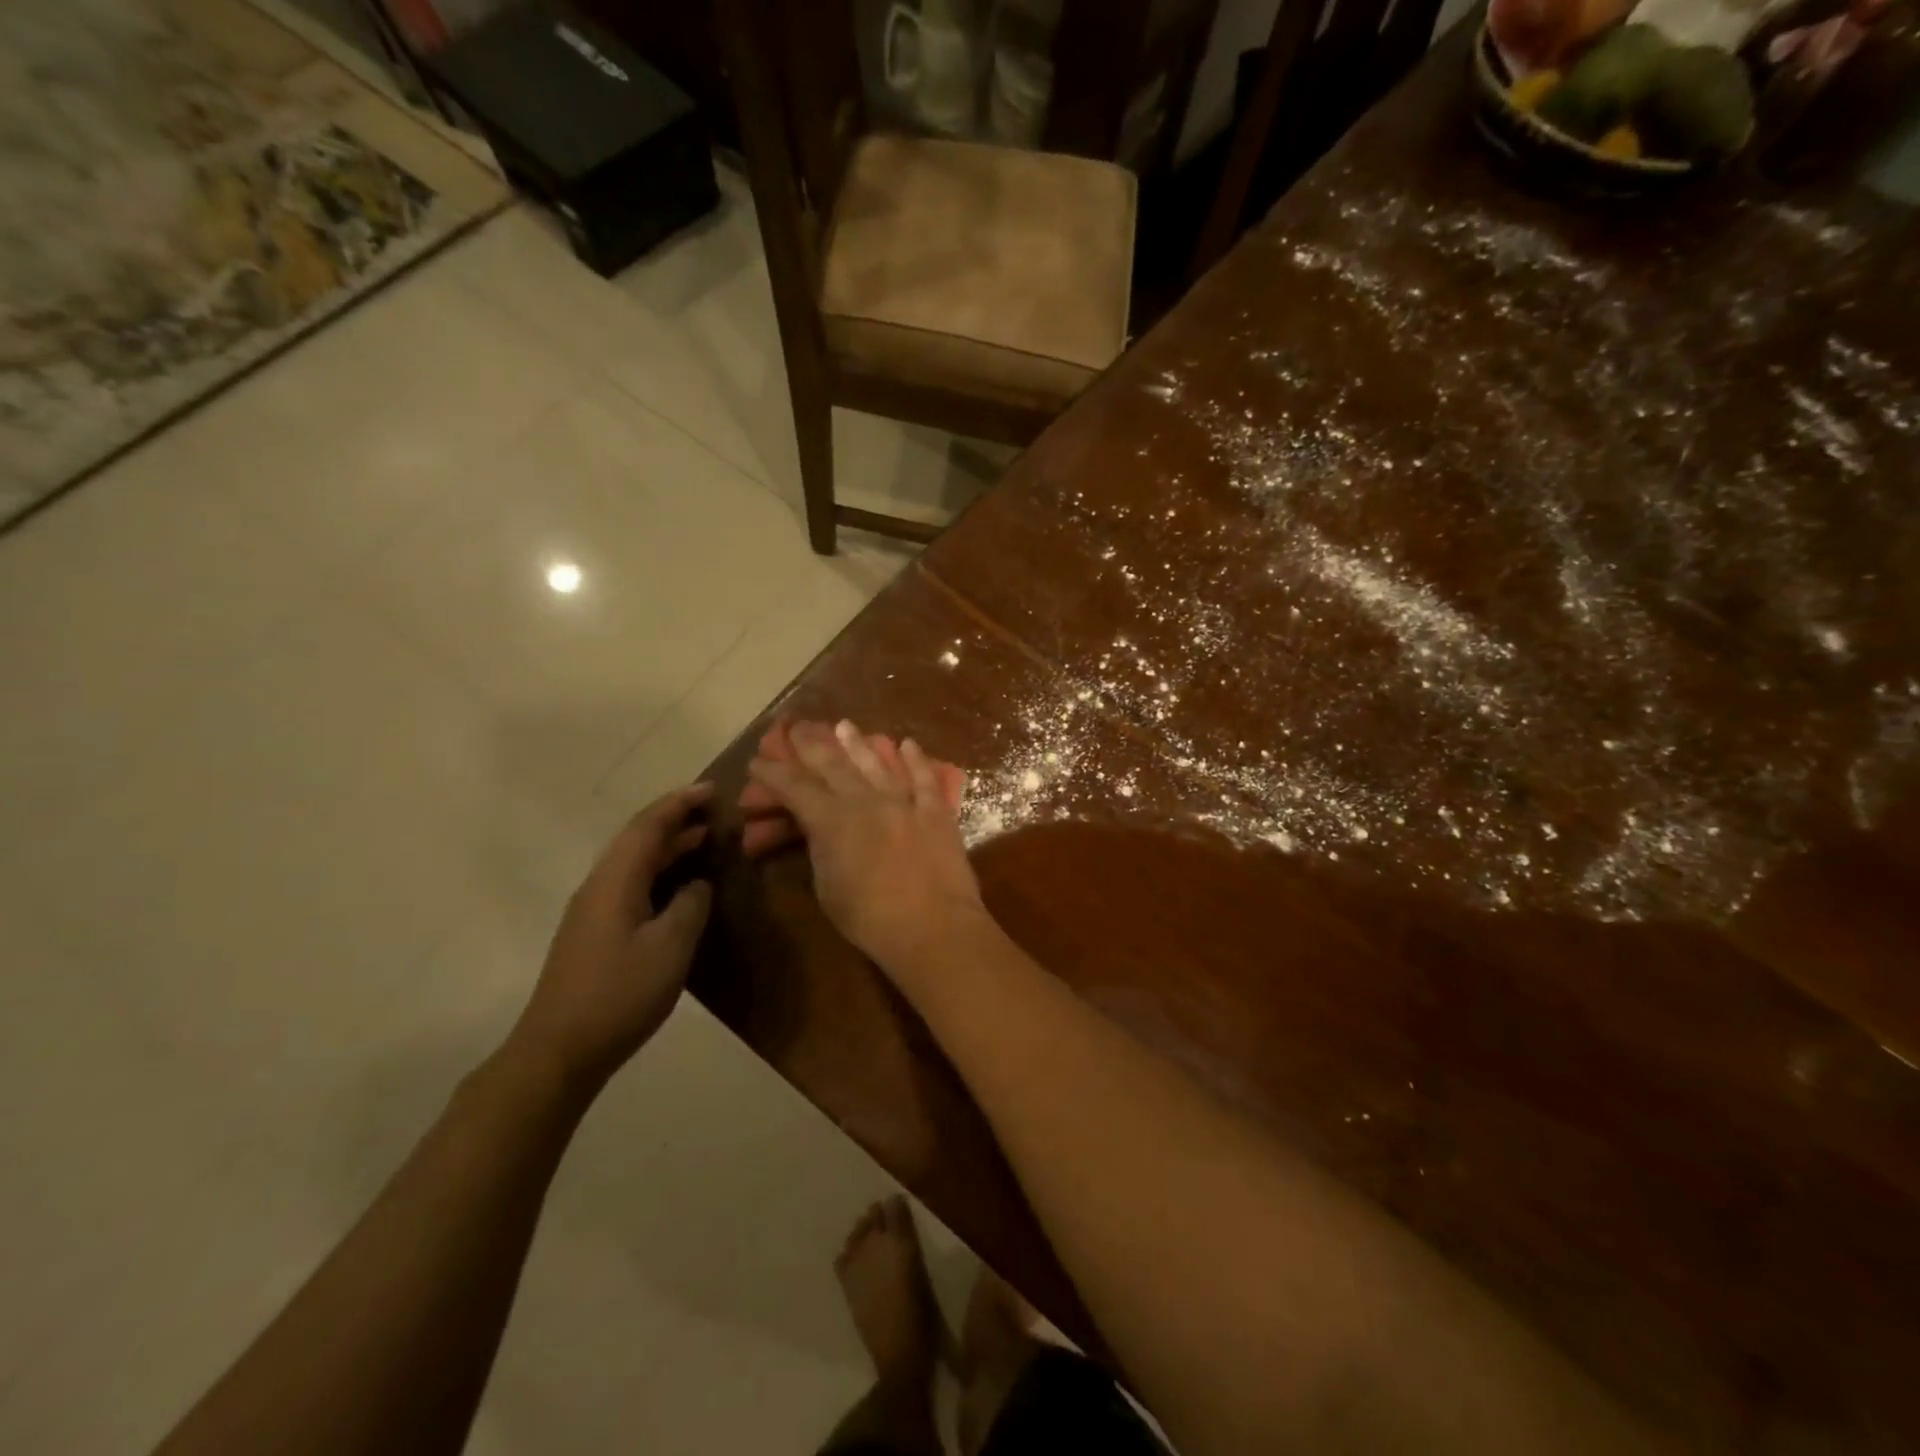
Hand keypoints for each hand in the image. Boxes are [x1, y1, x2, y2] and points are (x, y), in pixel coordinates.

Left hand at [508, 785, 713, 1087]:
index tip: (713, 790)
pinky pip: (632, 883)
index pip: (649, 825)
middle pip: (639, 838)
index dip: (681, 803)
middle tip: (717, 813)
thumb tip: (698, 884)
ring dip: (669, 846)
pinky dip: (660, 871)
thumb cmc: (619, 993)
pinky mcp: (594, 932)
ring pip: (634, 861)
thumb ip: (691, 905)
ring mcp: (593, 910)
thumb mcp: (670, 946)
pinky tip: (680, 886)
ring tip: (706, 840)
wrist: (559, 1050)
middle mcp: (599, 885)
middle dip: (677, 819)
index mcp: (616, 880)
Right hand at [744, 720, 985, 971]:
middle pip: (834, 765)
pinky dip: (916, 760)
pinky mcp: (936, 812)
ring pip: (877, 764)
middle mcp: (866, 801)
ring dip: (859, 744)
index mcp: (832, 821)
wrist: (933, 926)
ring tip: (845, 725)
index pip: (795, 788)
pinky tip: (908, 744)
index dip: (773, 773)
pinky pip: (925, 779)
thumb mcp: (828, 888)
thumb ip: (820, 851)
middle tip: (798, 727)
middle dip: (812, 744)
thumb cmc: (870, 919)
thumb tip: (818, 831)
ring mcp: (905, 803)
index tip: (758, 759)